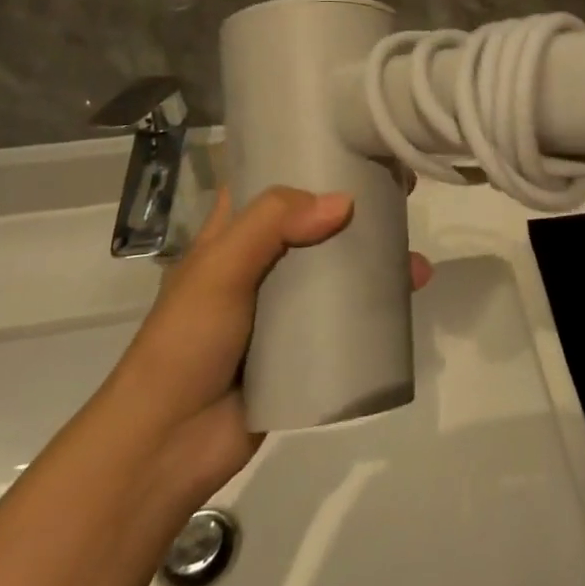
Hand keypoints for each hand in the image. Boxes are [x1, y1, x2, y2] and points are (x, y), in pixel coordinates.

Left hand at [110, 187, 432, 504]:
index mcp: (233, 236)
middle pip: (317, 221)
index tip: (355, 139)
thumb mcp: (220, 269)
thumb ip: (271, 224)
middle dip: (359, 205)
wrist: (168, 446)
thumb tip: (345, 202)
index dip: (308, 156)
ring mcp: (284, 307)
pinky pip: (348, 314)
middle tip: (403, 188)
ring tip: (416, 256)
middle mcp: (262, 263)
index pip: (271, 180)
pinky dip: (381, 300)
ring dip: (379, 255)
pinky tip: (412, 292)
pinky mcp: (305, 345)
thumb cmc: (185, 344)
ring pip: (339, 267)